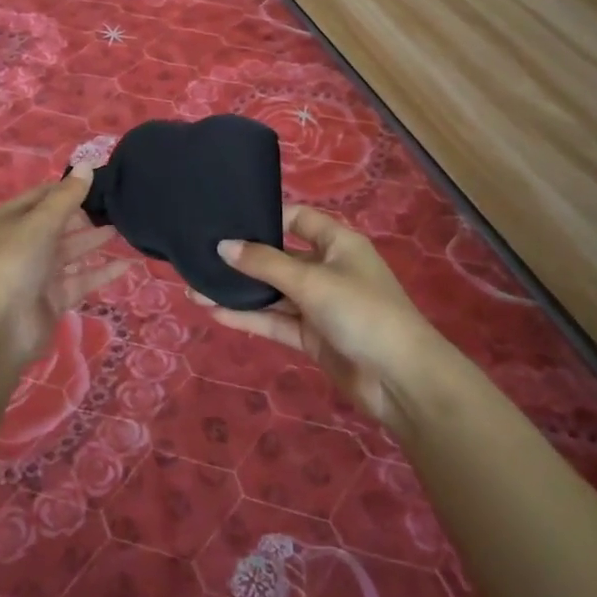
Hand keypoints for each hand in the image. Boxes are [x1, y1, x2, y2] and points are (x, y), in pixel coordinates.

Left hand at [0, 167, 131, 365]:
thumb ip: (67, 197)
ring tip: (124, 227)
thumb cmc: (13, 263)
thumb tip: (88, 164)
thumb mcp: (40, 223)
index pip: (43, 196)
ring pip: (71, 251)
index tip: (101, 181)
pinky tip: (128, 264)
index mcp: (11, 219)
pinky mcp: (53, 299)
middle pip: (58, 224)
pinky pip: (81, 280)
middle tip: (118, 205)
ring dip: (94, 241)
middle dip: (85, 215)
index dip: (69, 188)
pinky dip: (102, 272)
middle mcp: (23, 243)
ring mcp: (38, 273)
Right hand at [205, 205, 451, 433]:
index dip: (265, 217)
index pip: (297, 219)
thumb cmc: (362, 312)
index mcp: (337, 243)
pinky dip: (248, 317)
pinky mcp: (312, 336)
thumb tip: (223, 246)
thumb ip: (265, 263)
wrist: (401, 380)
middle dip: (243, 259)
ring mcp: (319, 305)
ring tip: (194, 287)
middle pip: (279, 257)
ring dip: (239, 291)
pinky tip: (214, 311)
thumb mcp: (311, 280)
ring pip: (272, 292)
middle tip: (201, 255)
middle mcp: (327, 269)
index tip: (227, 219)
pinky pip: (275, 321)